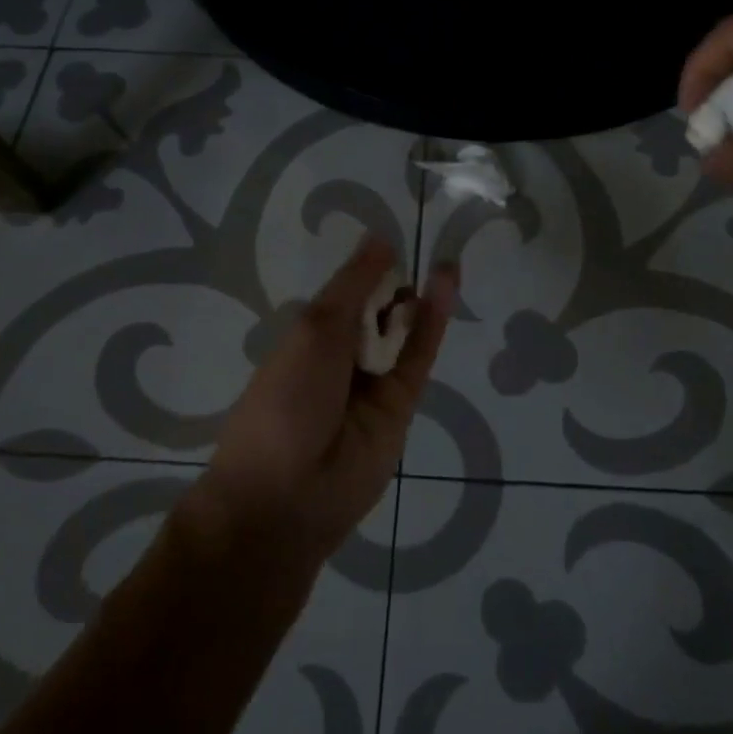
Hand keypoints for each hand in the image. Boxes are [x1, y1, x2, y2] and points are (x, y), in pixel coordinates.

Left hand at [181, 237, 456, 579]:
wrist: (289, 495)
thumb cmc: (286, 400)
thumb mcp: (315, 331)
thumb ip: (353, 286)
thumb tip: (379, 239)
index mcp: (306, 339)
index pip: (343, 295)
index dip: (365, 271)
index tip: (390, 243)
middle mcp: (340, 358)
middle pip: (375, 312)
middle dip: (393, 286)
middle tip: (414, 259)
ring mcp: (372, 383)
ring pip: (401, 333)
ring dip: (418, 298)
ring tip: (444, 263)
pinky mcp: (401, 405)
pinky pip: (418, 356)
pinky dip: (434, 320)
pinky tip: (446, 284)